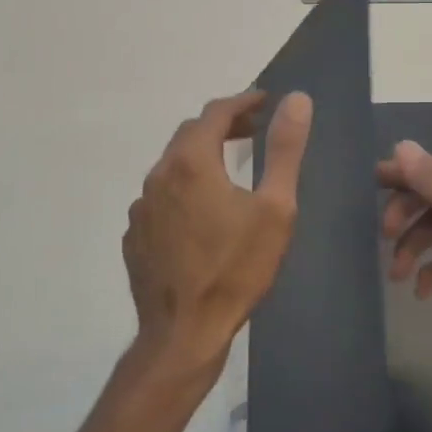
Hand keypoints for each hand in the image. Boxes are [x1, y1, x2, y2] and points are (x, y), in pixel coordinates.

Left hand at [123, 90, 312, 382]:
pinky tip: (202, 212)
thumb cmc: (237, 269)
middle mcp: (158, 176)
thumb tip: (297, 100)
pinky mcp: (135, 235)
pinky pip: (161, 197)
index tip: (265, 100)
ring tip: (229, 167)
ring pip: (172, 166)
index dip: (243, 101)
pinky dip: (184, 188)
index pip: (215, 112)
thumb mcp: (274, 208)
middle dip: (222, 125)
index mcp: (191, 162)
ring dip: (201, 156)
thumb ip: (284, 150)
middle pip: (189, 134)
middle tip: (253, 129)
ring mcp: (140, 207)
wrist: (184, 331)